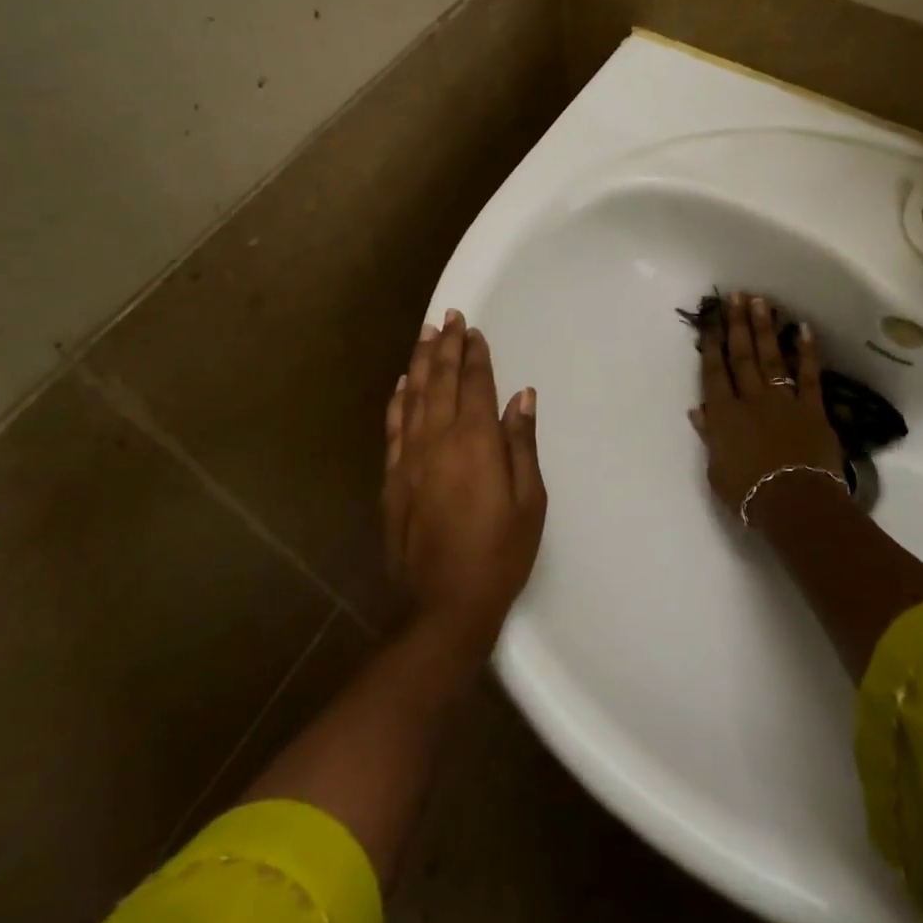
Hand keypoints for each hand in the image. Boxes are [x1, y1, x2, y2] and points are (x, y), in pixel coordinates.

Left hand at [384, 311, 546, 660]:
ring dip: (420, 362)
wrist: (443, 605)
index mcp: (475, 441)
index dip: (475, 355)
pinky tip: (401, 384)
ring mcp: (409, 458)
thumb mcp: (529, 501)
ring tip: (425, 334)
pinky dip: (397, 400)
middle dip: (446, 346)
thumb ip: (521, 444)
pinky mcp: (393, 478)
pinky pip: (394, 427)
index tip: (474, 330)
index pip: (474, 384)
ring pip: (413, 396)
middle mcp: (438, 439)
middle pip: (440, 381)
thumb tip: (522, 396)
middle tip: (449, 317)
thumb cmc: (500, 553)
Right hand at [691, 292, 845, 525]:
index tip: (710, 319)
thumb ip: (710, 435)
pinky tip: (804, 329)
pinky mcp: (812, 409)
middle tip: (735, 296)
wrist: (794, 503)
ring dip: (765, 329)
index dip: (711, 344)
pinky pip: (808, 375)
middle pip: (742, 356)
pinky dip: (806, 352)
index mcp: (724, 414)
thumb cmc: (748, 493)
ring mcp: (783, 401)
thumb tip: (699, 410)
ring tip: (761, 302)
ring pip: (771, 358)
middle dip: (737, 324)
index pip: (714, 372)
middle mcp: (751, 399)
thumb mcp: (717, 469)